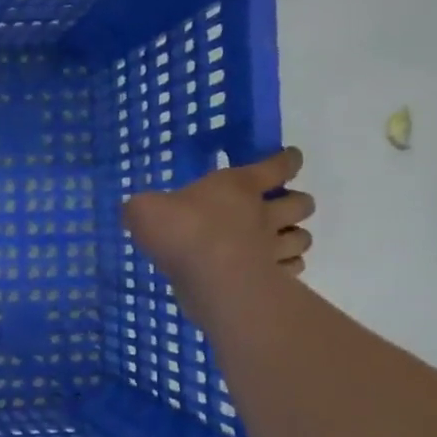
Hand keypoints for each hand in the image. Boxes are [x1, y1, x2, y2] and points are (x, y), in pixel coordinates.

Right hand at [121, 147, 314, 303]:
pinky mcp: (273, 277)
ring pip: (302, 237)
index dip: (285, 161)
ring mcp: (272, 247)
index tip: (290, 158)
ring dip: (296, 236)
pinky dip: (288, 266)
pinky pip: (293, 268)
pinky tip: (275, 269)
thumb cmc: (180, 231)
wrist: (208, 277)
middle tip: (281, 207)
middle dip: (296, 202)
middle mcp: (262, 213)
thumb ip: (142, 207)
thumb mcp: (144, 210)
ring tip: (282, 240)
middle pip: (300, 202)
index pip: (276, 166)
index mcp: (238, 186)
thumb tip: (133, 209)